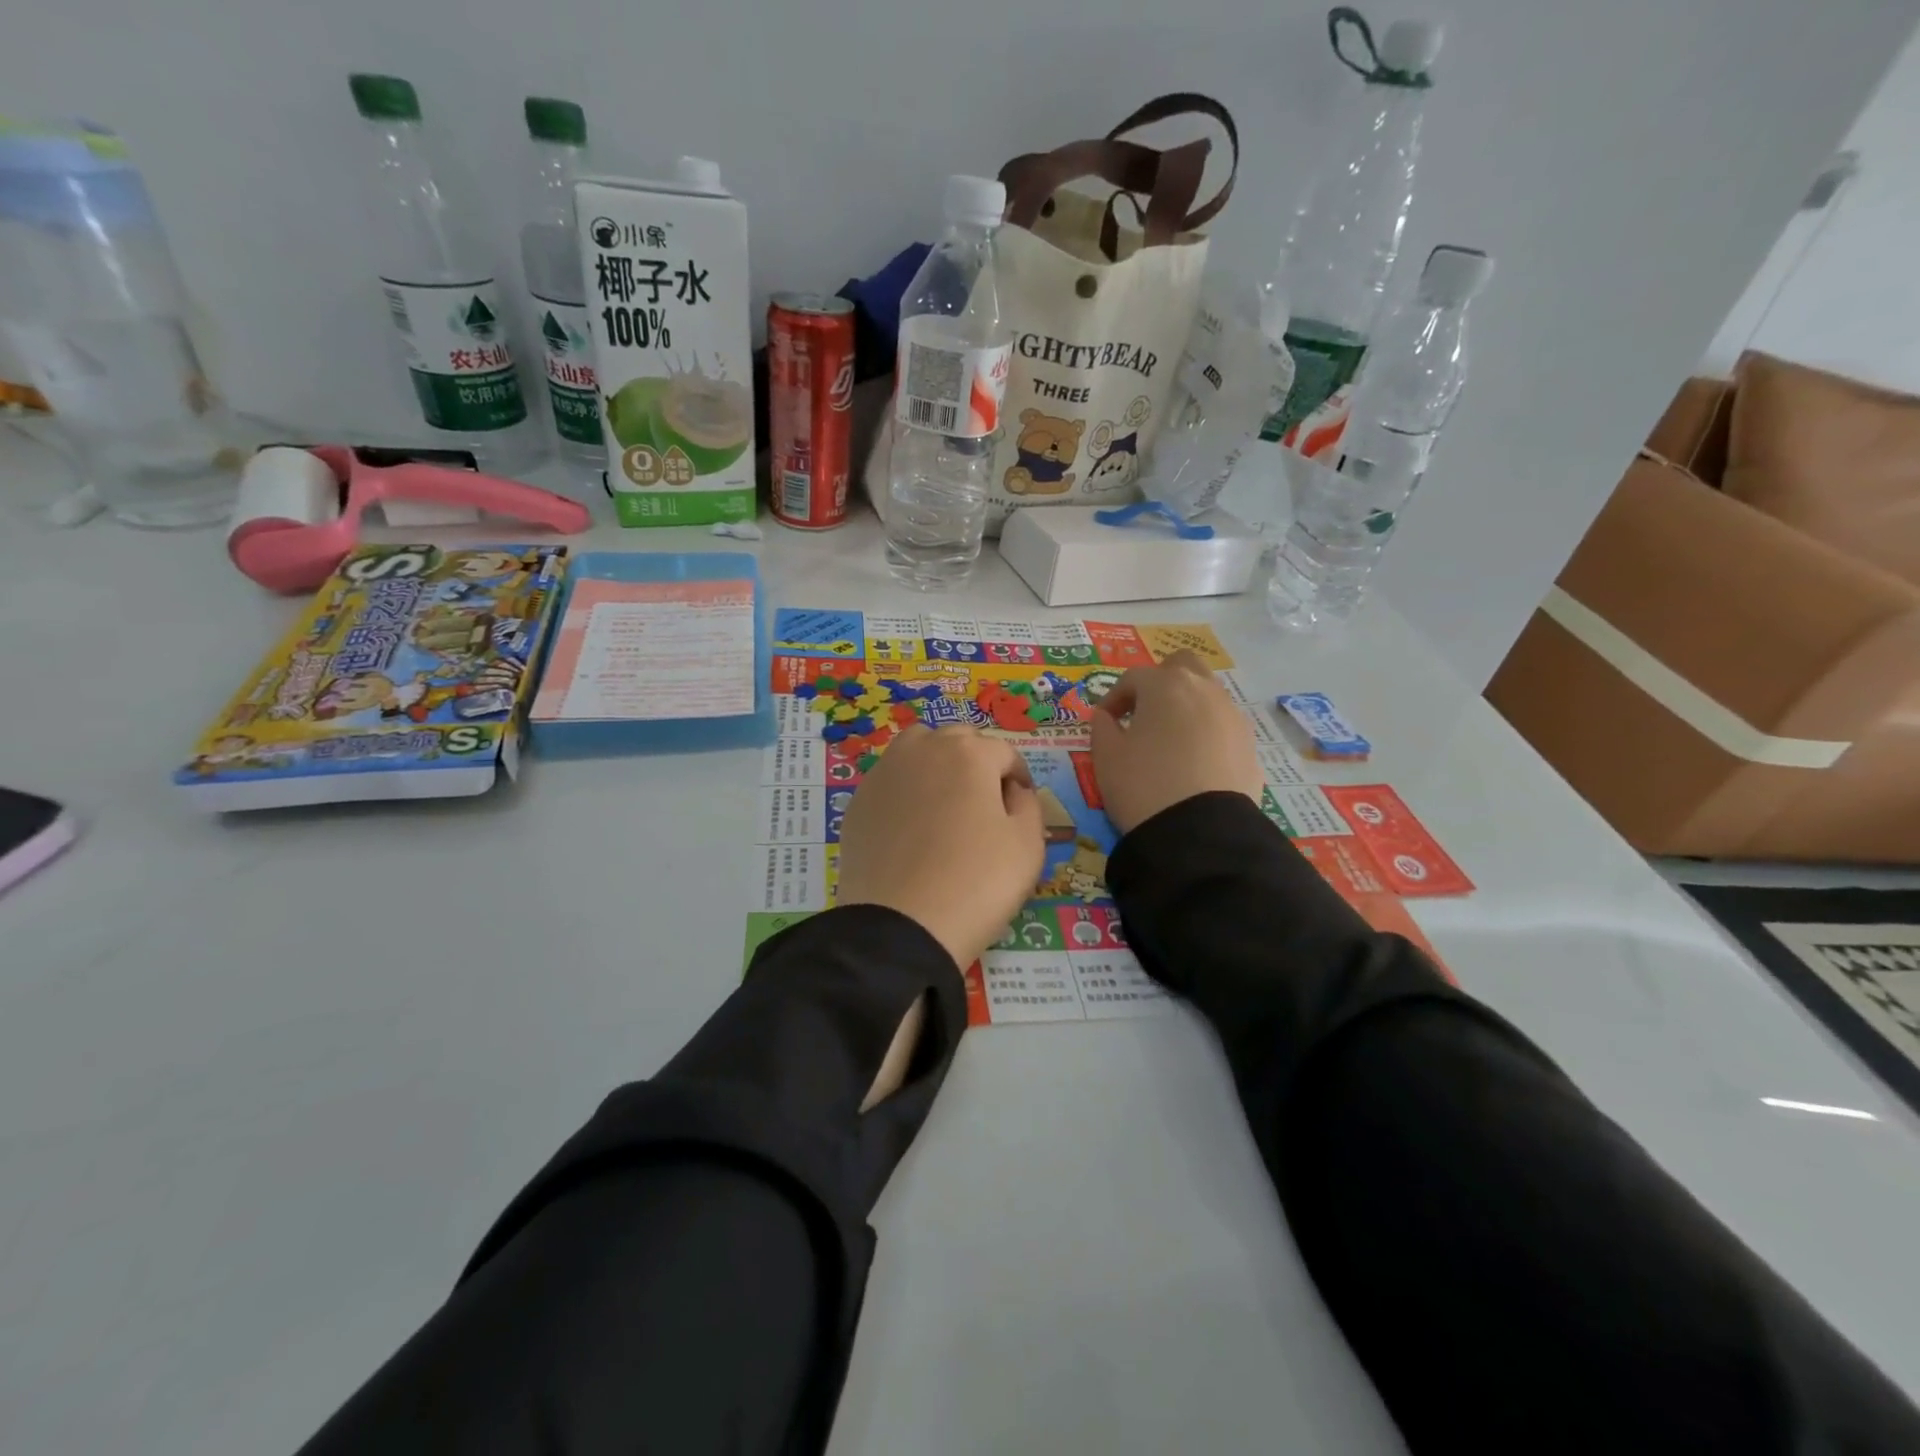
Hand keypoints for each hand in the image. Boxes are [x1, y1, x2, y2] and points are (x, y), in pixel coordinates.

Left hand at [837, 725, 1045, 969]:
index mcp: (969, 754)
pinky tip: (912, 825)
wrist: (901, 927)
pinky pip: (891, 779)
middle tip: (987, 803)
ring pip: (918, 747)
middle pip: (959, 740)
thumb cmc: (976, 883)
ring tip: (946, 801)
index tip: (1022, 805)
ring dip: (938, 761)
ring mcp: (885, 773)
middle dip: (978, 762)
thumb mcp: (1028, 846)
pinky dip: (907, 788)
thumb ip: (1029, 805)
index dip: (1019, 778)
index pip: (1004, 753)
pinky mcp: (859, 801)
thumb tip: (1013, 791)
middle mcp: (923, 750)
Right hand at [1091, 650, 1262, 833]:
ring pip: (1207, 694)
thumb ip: (1102, 728)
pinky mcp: (1249, 744)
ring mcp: (1232, 716)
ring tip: (1169, 740)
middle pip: (1182, 667)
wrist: (1199, 832)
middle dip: (1161, 682)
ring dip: (1186, 706)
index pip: (1133, 678)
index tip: (1105, 721)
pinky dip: (1206, 731)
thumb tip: (1107, 717)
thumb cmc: (1143, 785)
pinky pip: (1222, 724)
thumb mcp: (1106, 757)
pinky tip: (1193, 761)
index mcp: (1165, 686)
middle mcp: (1203, 690)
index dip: (1115, 697)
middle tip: (1144, 713)